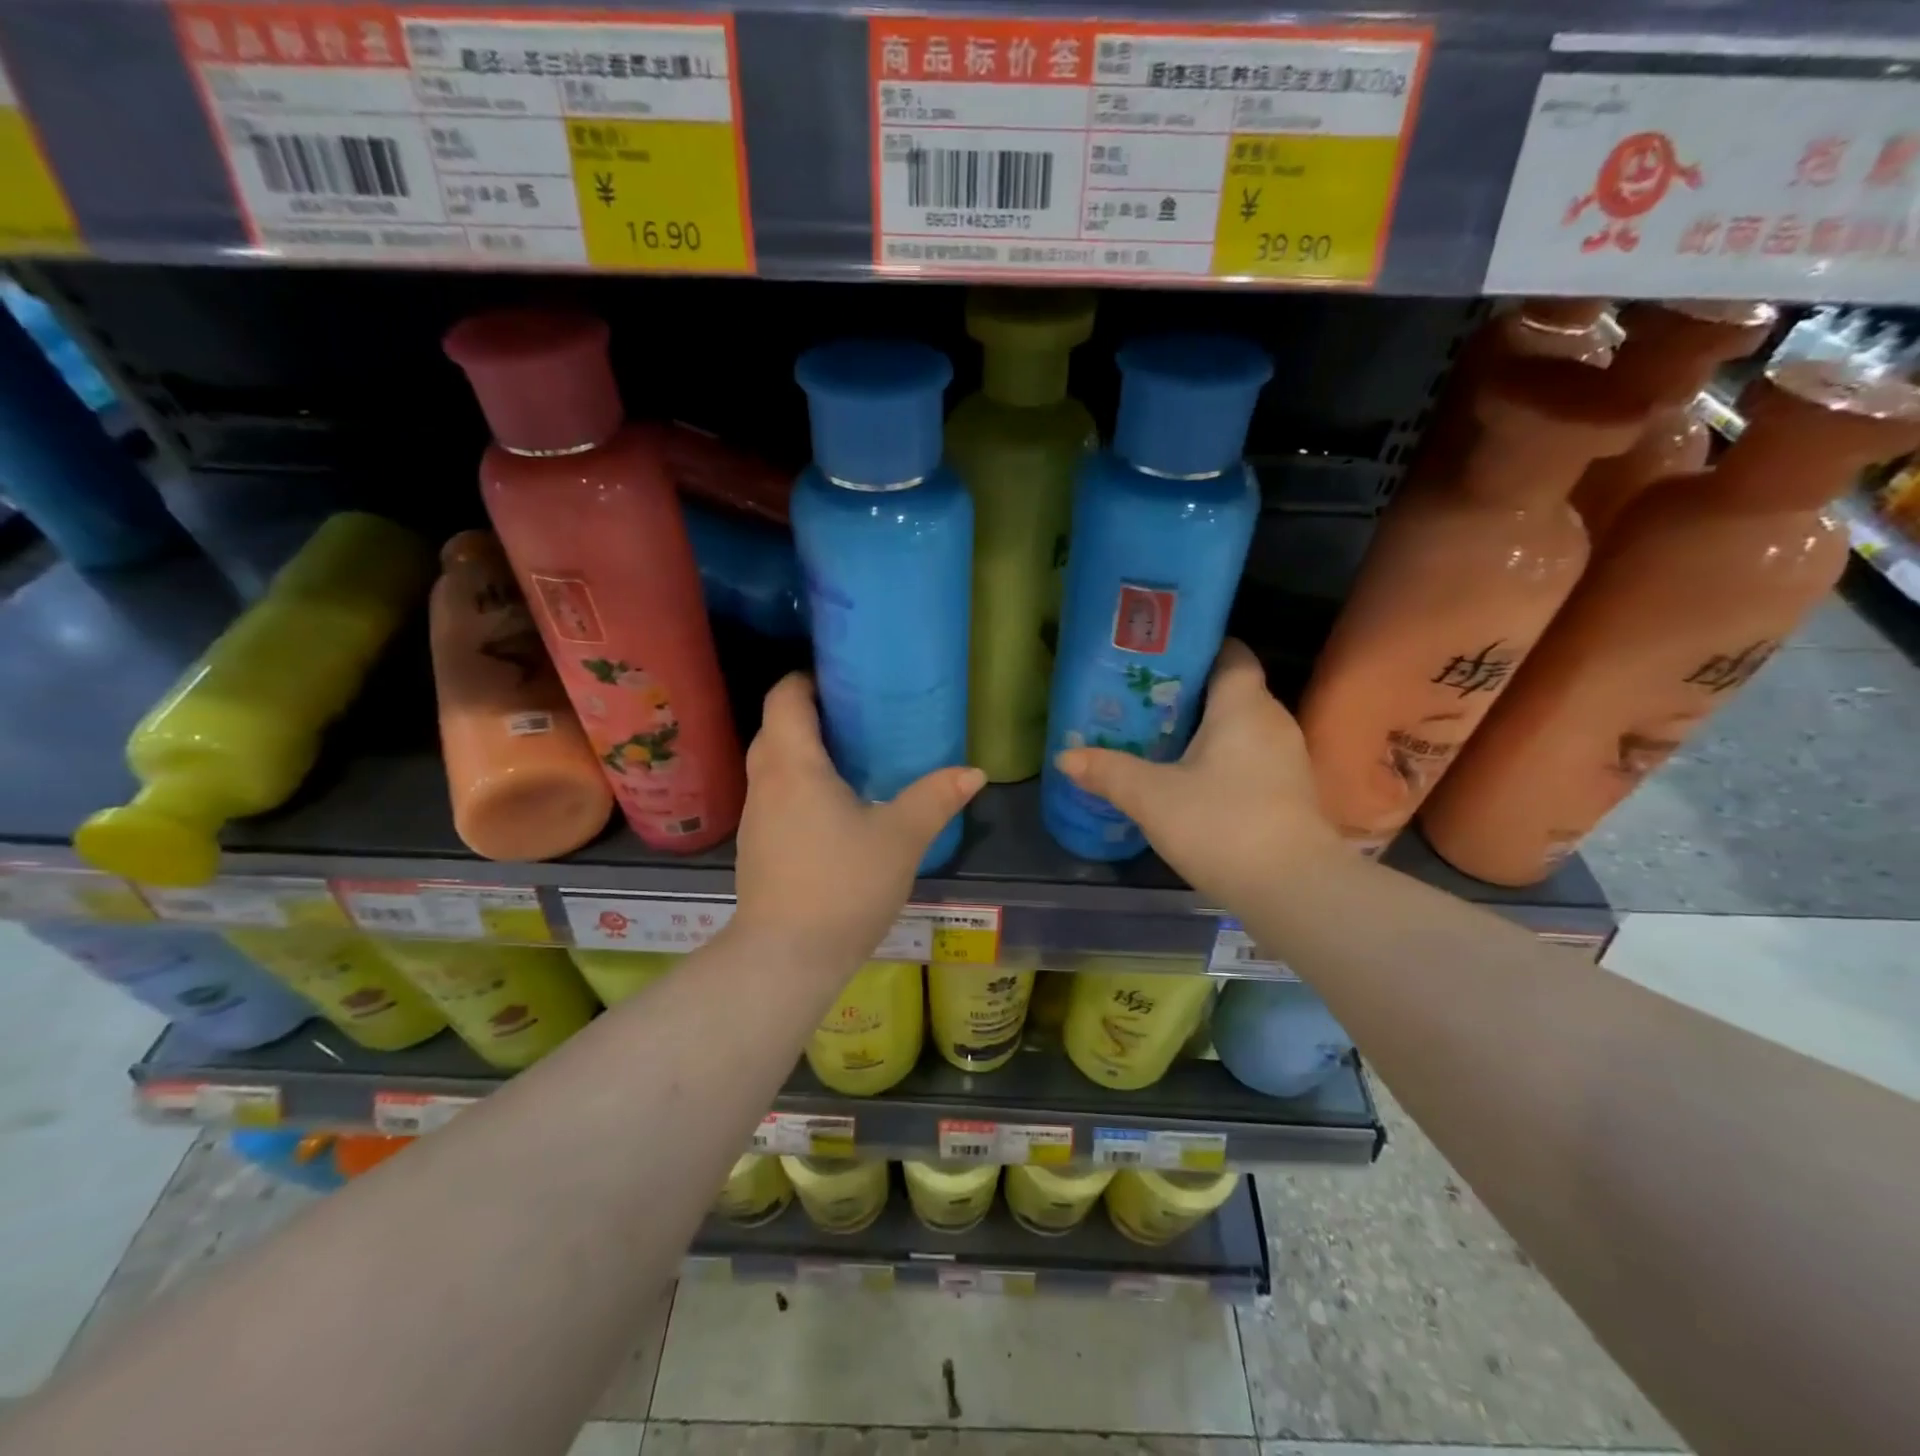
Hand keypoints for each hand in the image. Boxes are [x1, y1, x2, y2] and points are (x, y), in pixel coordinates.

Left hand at [731, 672, 985, 970]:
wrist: (787, 957)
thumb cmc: (843, 885)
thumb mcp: (901, 838)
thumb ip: (936, 798)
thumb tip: (974, 772)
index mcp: (794, 765)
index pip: (785, 697)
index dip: (808, 679)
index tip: (843, 679)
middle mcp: (765, 782)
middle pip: (776, 727)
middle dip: (811, 713)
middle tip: (858, 716)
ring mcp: (755, 816)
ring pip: (773, 764)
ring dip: (803, 751)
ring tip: (851, 756)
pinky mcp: (757, 846)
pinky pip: (774, 795)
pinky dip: (798, 784)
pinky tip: (834, 807)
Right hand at [1054, 638, 1337, 906]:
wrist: (1292, 891)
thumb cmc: (1221, 825)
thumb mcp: (1152, 797)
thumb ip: (1108, 772)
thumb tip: (1065, 756)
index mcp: (1243, 706)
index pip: (1230, 653)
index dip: (1197, 648)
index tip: (1157, 658)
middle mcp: (1272, 722)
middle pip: (1229, 690)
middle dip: (1186, 693)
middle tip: (1138, 700)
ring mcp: (1285, 759)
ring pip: (1238, 727)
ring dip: (1201, 730)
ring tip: (1154, 737)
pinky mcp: (1287, 792)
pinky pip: (1247, 757)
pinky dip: (1218, 759)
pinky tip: (1186, 778)